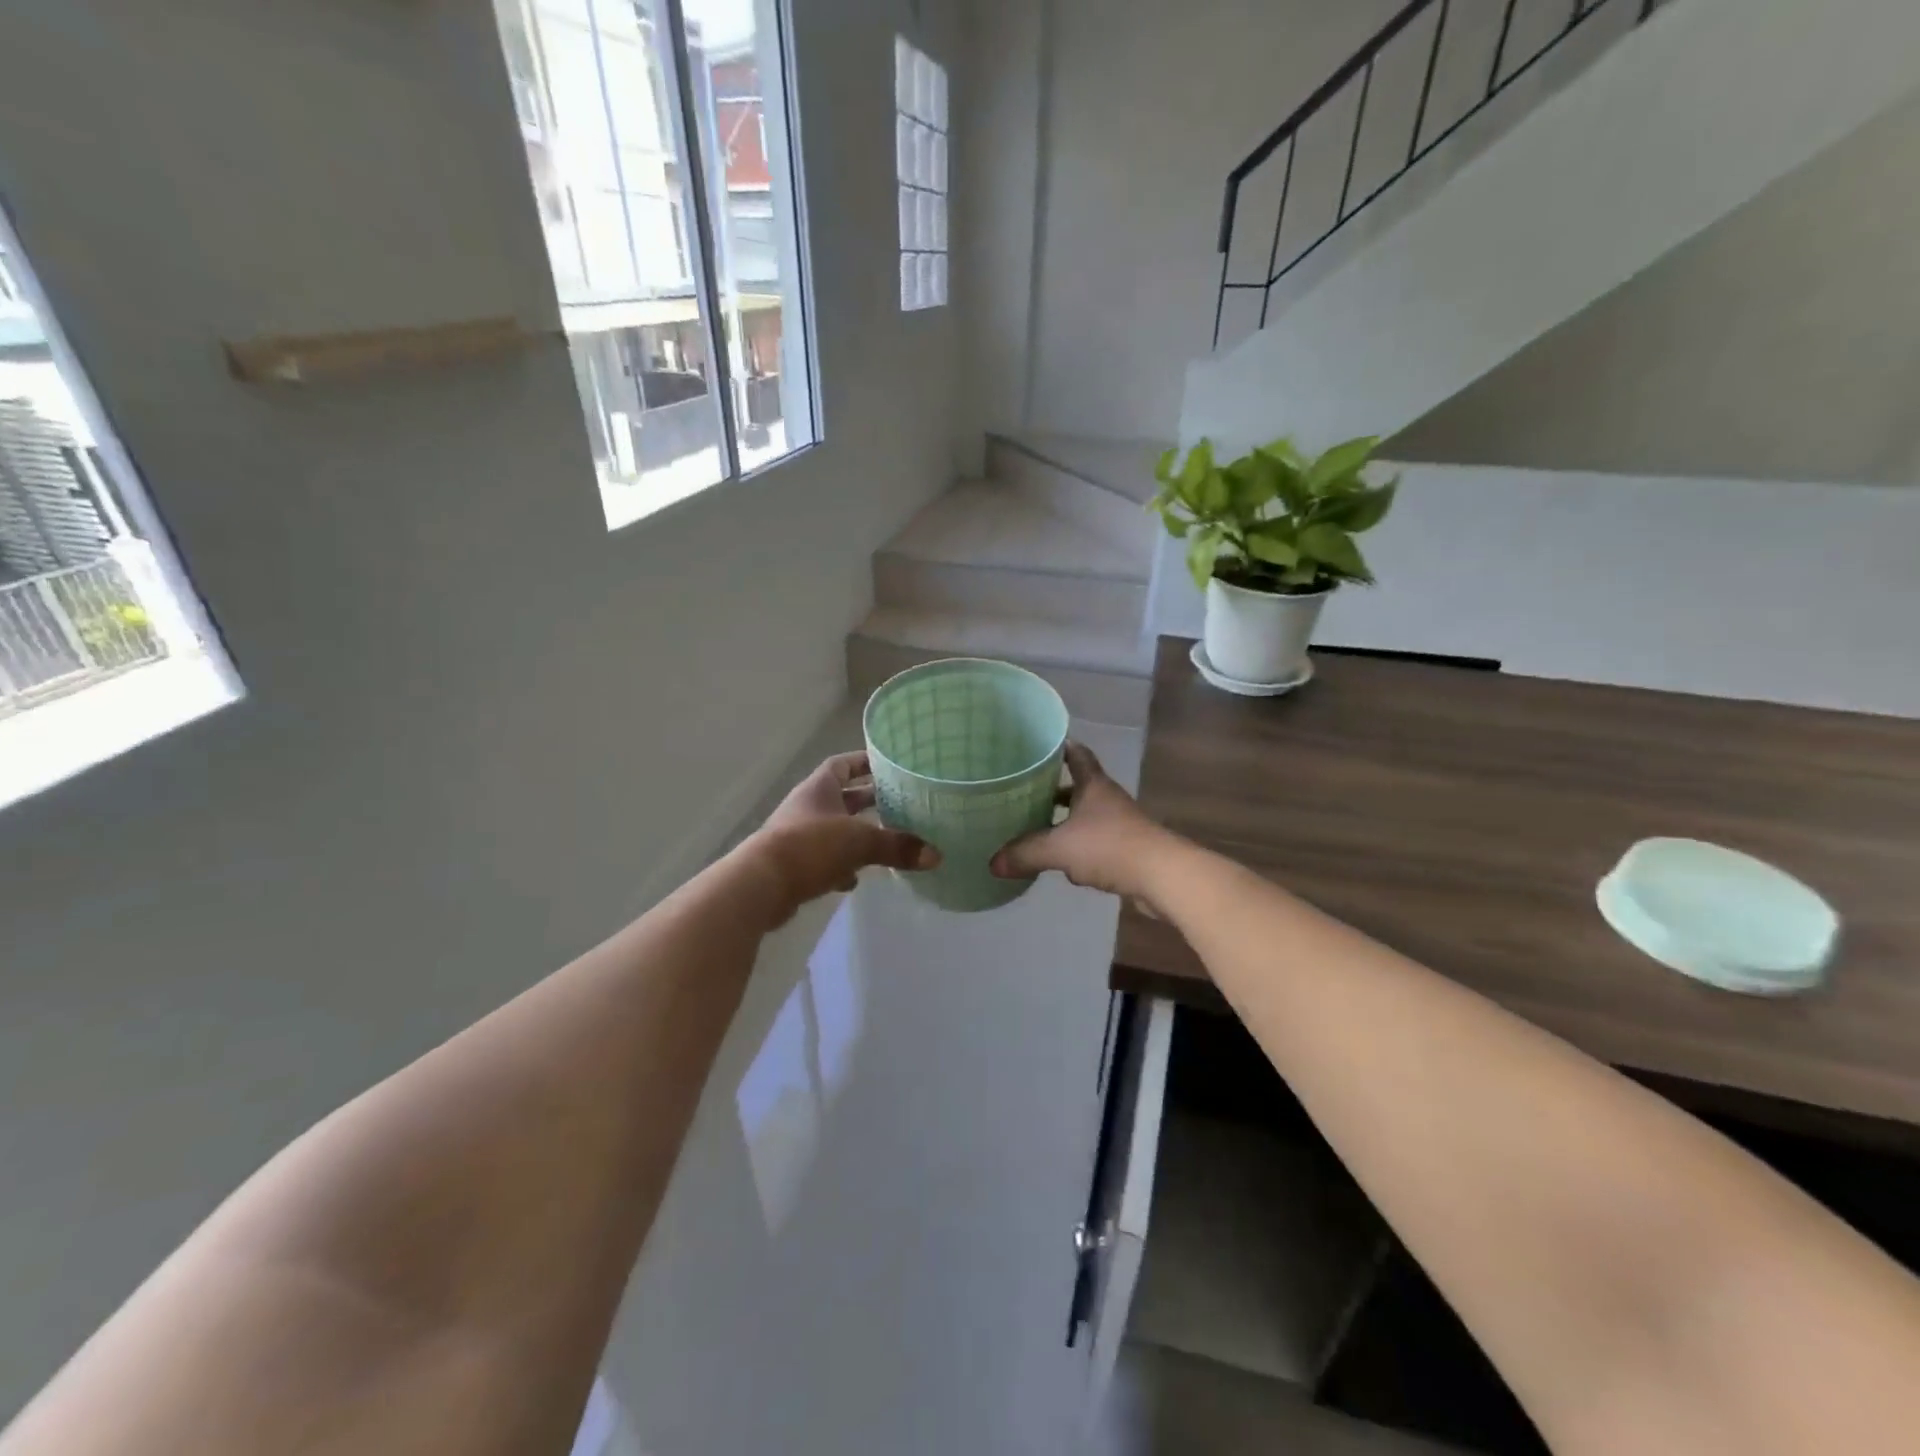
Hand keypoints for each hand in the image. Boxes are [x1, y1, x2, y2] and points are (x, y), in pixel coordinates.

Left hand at [746, 751, 939, 923]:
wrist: (760, 885)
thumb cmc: (809, 846)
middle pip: (843, 798)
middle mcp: (809, 807)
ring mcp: (799, 836)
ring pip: (836, 830)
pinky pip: (825, 860)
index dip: (864, 762)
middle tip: (901, 803)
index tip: (889, 765)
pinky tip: (858, 878)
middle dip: (869, 801)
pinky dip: (842, 867)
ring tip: (888, 841)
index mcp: (820, 788)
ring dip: (858, 835)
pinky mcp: (795, 866)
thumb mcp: (859, 841)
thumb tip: (936, 855)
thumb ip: (897, 846)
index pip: (843, 764)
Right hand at [990, 742, 1170, 905]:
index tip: (1037, 746)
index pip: (1076, 755)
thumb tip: (992, 862)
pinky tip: (1061, 863)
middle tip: (1023, 792)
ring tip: (1035, 828)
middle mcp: (1107, 799)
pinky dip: (1077, 848)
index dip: (1059, 748)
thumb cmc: (1110, 847)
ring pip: (1085, 816)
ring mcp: (1119, 824)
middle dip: (1053, 789)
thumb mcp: (1059, 848)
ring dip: (1065, 821)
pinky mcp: (1125, 850)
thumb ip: (1025, 852)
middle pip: (1078, 787)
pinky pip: (1094, 843)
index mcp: (1093, 785)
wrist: (1162, 876)